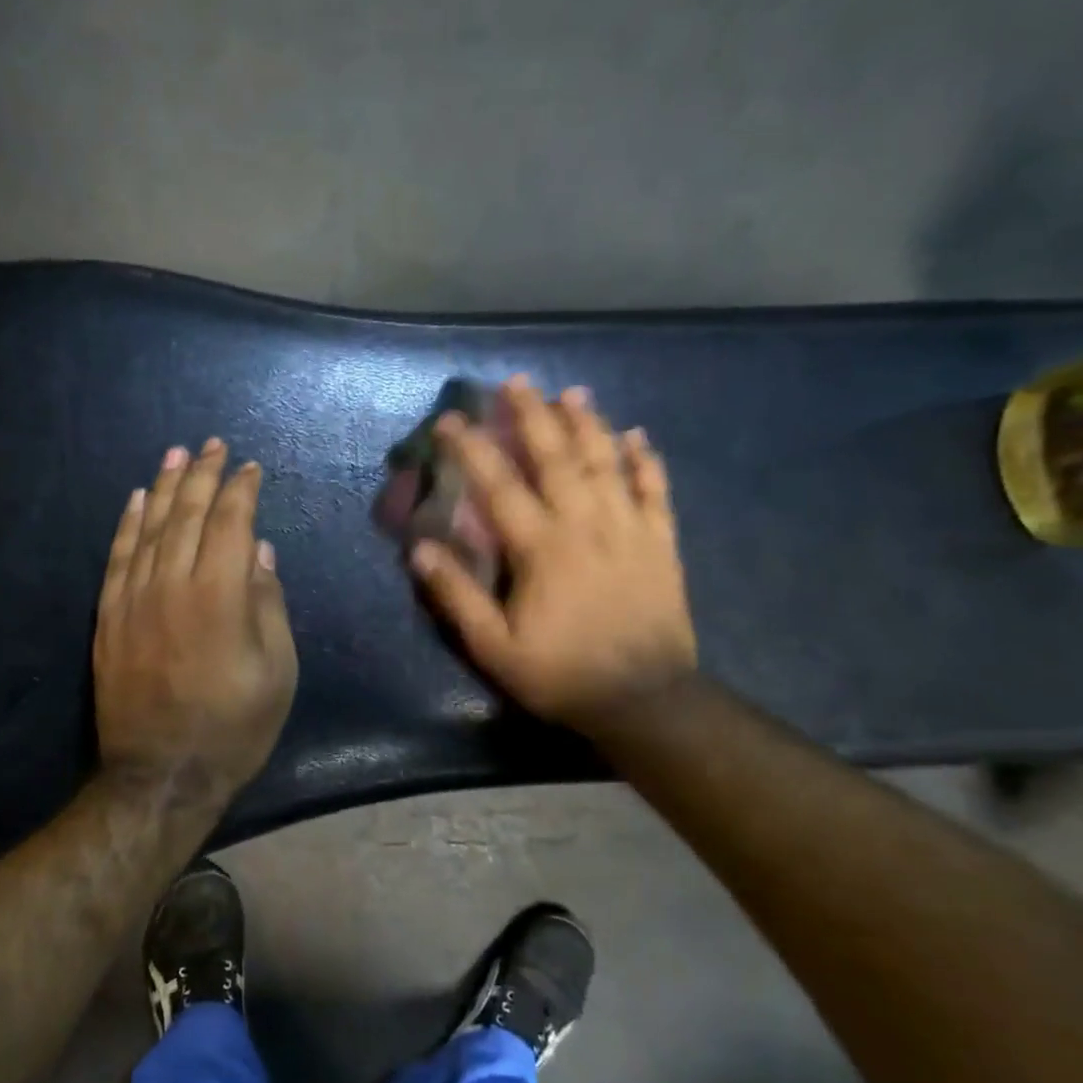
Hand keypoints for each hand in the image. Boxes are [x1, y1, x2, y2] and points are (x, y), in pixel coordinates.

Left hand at [94, 438, 297, 804]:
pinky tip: (136, 499)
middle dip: (203, 475)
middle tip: (212, 445)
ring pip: (149, 528)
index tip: (250, 468)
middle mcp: (172, 585)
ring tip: (175, 454)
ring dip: (165, 487)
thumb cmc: (234, 727)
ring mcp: (133, 599)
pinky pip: (117, 558)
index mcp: (221, 596)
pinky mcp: (109, 618)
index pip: (230, 523)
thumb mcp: (277, 671)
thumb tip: (260, 551)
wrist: (163, 774)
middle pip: (187, 515)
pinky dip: (127, 524)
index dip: (241, 491)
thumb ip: (268, 604)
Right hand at [409, 376, 696, 728]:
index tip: (451, 420)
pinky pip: (655, 492)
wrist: (645, 701)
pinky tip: (638, 436)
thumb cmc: (561, 674)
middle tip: (517, 382)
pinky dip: (647, 461)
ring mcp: (630, 531)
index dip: (472, 449)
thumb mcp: (495, 648)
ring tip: (572, 392)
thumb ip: (458, 596)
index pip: (499, 486)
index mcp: (542, 549)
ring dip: (588, 424)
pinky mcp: (661, 545)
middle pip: (557, 458)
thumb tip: (421, 550)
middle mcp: (586, 526)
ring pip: (608, 464)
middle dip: (534, 416)